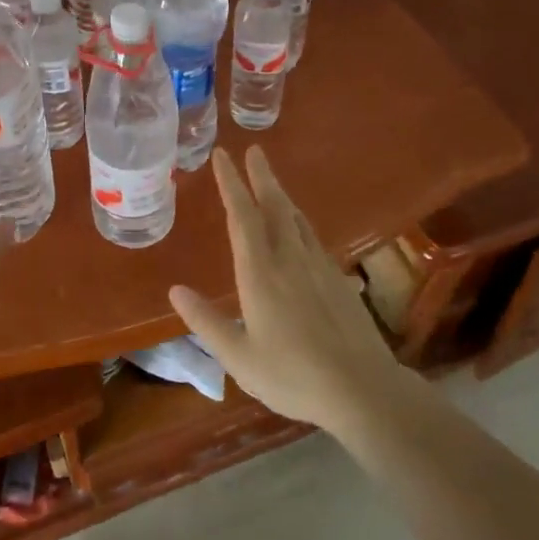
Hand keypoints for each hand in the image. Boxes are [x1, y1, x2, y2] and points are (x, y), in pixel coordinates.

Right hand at [170, 147, 403, 434]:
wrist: (362, 389)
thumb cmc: (293, 376)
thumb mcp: (238, 357)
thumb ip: (206, 322)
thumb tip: (175, 290)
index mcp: (260, 273)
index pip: (242, 216)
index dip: (231, 183)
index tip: (222, 156)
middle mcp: (289, 260)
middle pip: (274, 206)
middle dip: (261, 176)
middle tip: (254, 150)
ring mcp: (318, 267)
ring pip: (297, 219)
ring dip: (281, 195)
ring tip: (271, 181)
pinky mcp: (338, 280)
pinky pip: (312, 237)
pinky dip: (299, 221)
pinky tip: (300, 229)